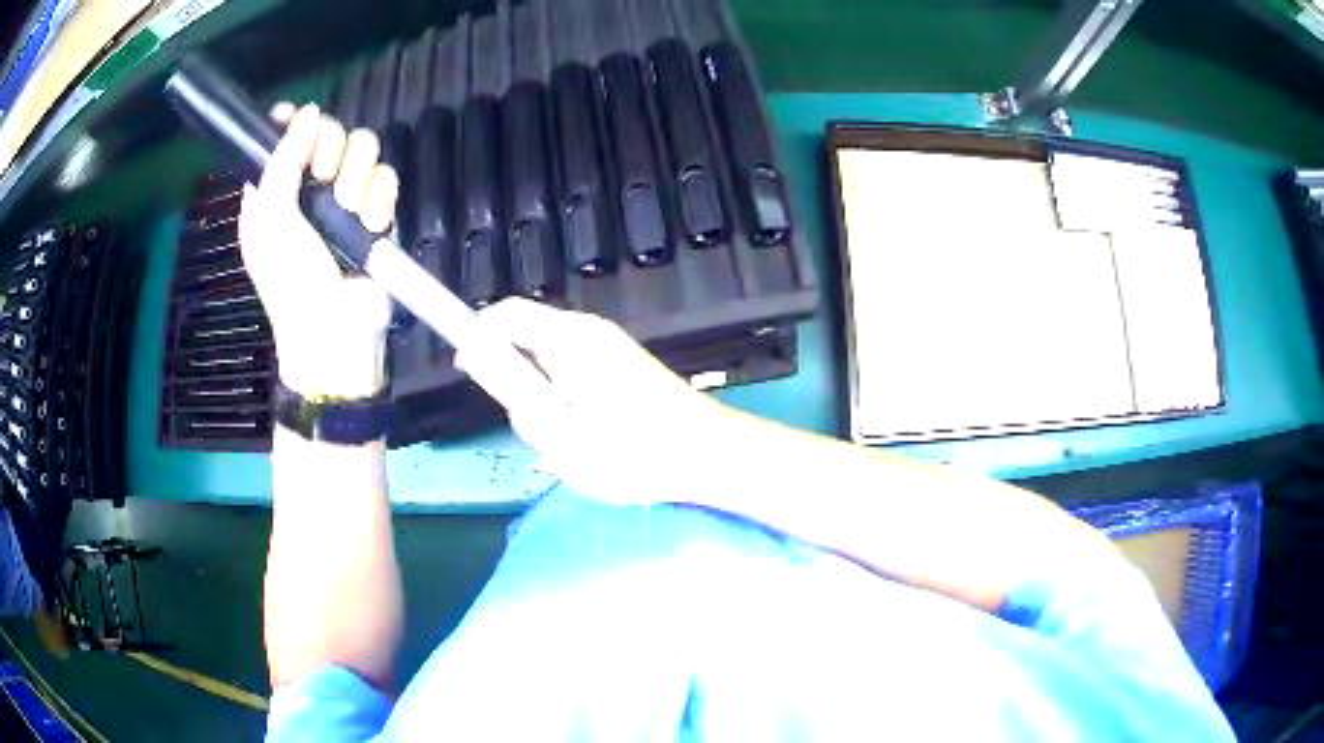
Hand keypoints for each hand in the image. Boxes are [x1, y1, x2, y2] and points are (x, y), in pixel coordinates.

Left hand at [238, 102, 396, 397]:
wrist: (336, 331)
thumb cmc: (290, 280)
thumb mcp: (271, 219)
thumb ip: (283, 160)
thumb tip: (309, 111)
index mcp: (275, 191)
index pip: (286, 137)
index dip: (294, 123)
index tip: (299, 119)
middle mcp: (310, 188)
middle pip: (332, 133)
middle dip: (330, 151)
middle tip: (323, 177)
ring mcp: (346, 198)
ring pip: (364, 150)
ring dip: (356, 182)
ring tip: (348, 214)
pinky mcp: (378, 211)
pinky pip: (387, 178)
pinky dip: (379, 202)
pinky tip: (370, 227)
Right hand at [461, 298, 731, 504]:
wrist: (708, 456)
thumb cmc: (630, 452)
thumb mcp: (555, 430)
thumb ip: (509, 387)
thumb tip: (472, 351)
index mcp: (567, 337)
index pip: (504, 314)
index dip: (475, 335)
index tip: (465, 373)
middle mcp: (588, 331)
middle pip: (526, 339)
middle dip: (516, 382)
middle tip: (539, 430)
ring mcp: (611, 346)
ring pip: (550, 363)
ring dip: (544, 399)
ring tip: (572, 441)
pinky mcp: (624, 365)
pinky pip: (574, 373)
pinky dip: (567, 402)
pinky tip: (593, 436)